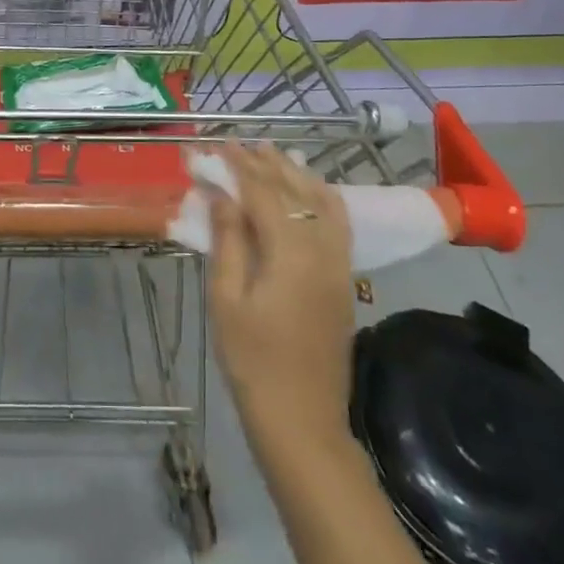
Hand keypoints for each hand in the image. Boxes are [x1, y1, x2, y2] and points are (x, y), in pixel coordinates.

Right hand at [205, 143, 356, 443]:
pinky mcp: (345, 278)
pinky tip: (307, 191)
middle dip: (266, 164)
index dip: (239, 167)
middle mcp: (322, 248)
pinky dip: (320, 197)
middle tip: (239, 145)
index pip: (263, 193)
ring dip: (295, 174)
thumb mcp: (226, 299)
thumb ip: (227, 240)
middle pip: (294, 191)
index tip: (218, 147)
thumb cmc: (253, 361)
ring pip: (322, 202)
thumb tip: (221, 195)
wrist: (302, 418)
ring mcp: (339, 264)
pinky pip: (337, 222)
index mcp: (290, 252)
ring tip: (272, 154)